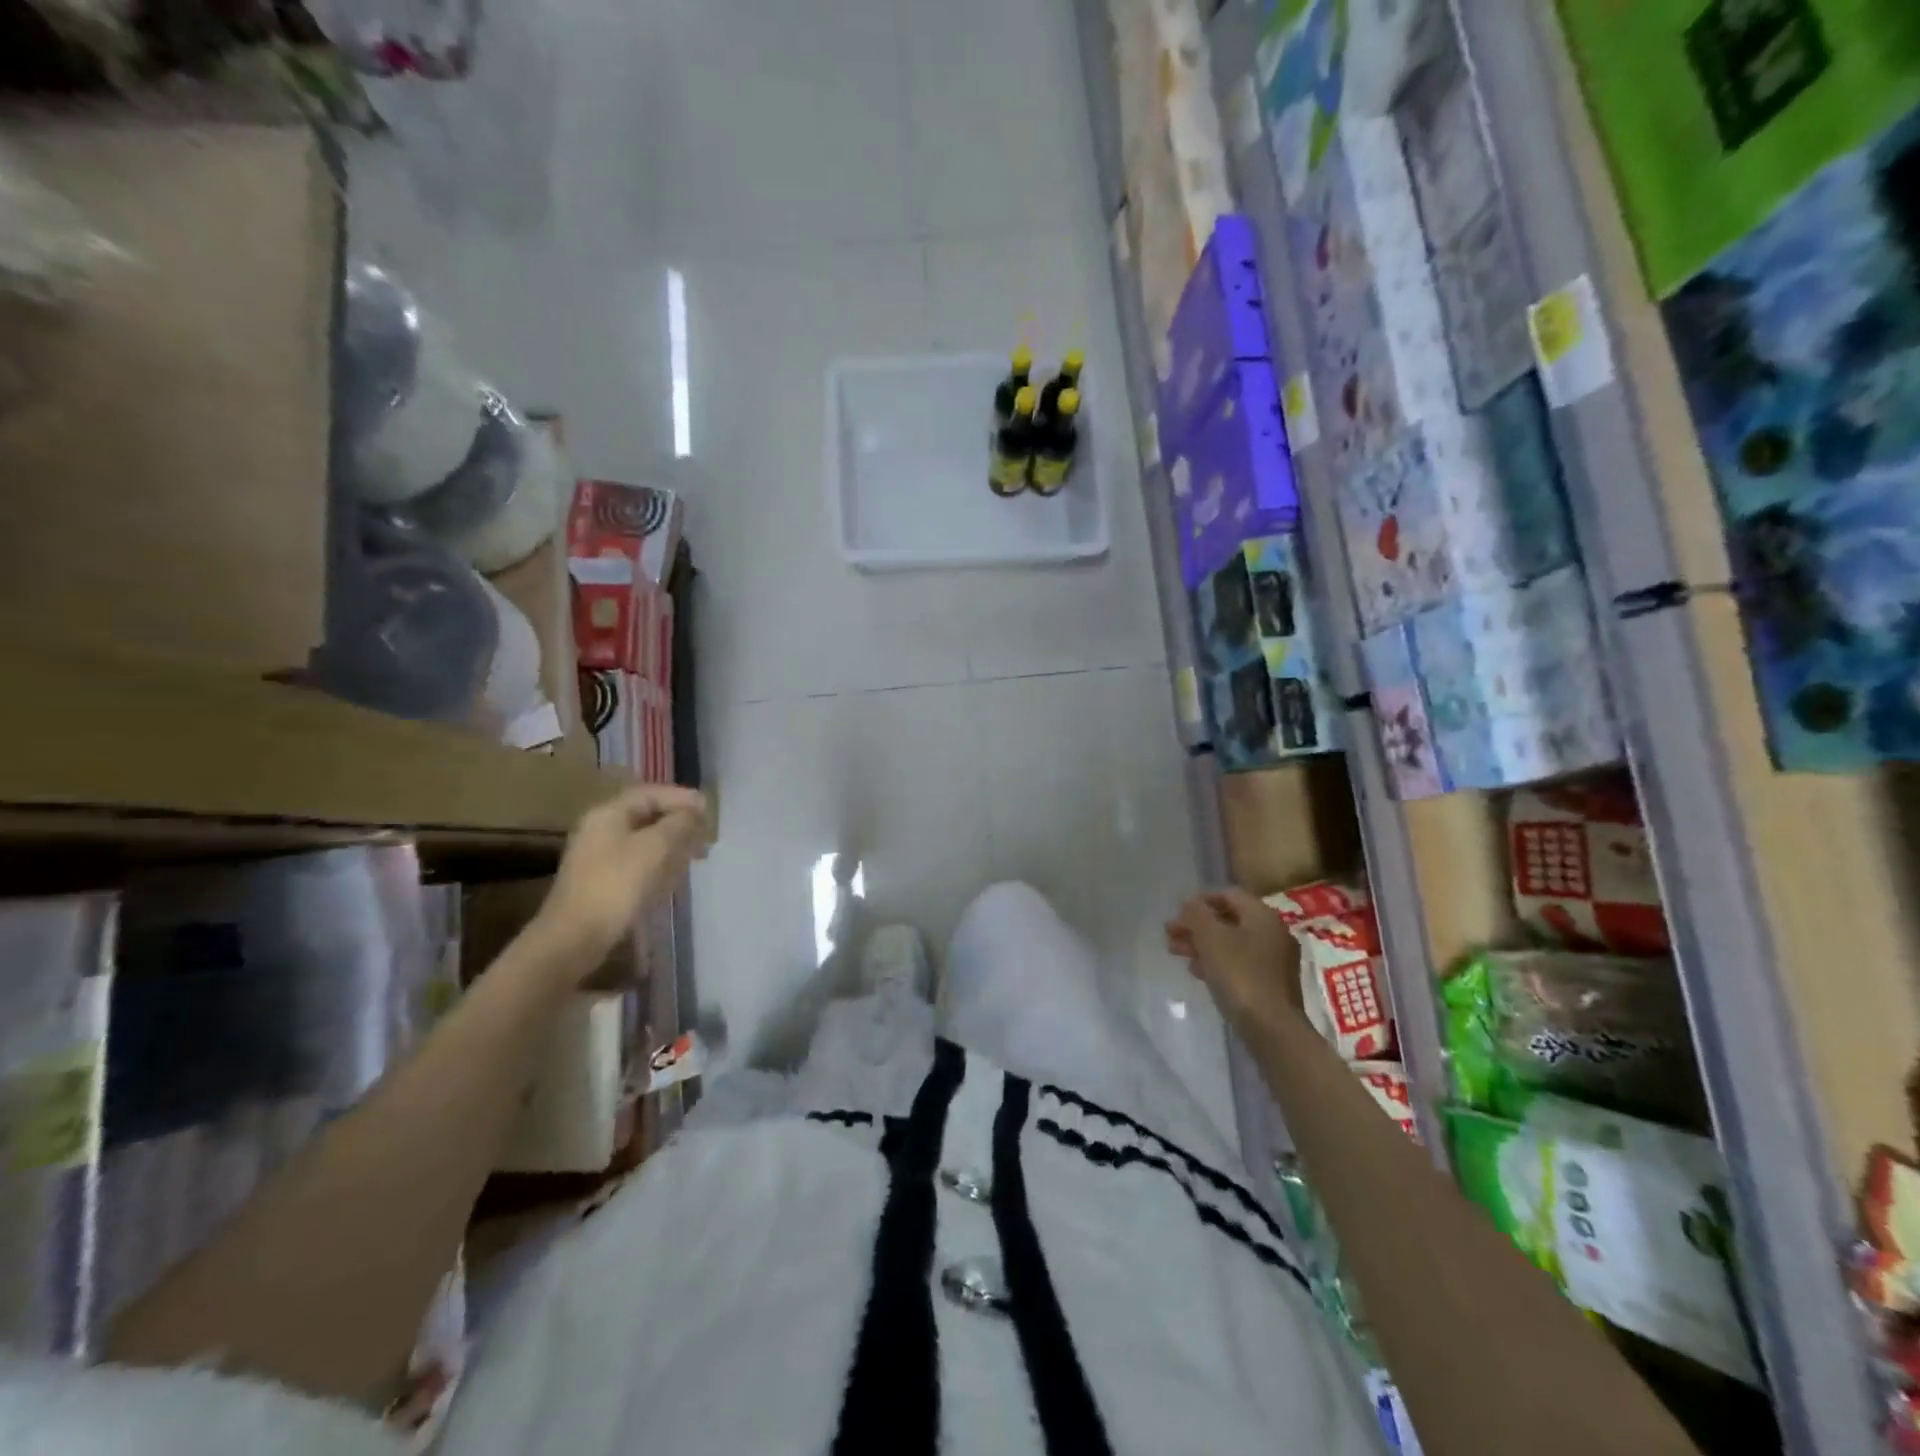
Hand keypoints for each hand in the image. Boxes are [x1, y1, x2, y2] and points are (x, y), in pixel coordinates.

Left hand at [533, 785, 711, 975]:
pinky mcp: (603, 881)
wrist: (576, 937)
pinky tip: (674, 878)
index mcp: (609, 814)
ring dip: (672, 845)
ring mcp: (599, 857)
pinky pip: (637, 862)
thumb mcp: (655, 847)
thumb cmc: (617, 884)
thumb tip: (695, 810)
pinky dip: (659, 864)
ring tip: (696, 856)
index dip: (681, 798)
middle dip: (679, 823)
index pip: (650, 794)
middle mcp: (601, 830)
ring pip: (644, 841)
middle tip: (705, 835)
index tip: (707, 809)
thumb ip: (679, 823)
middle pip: (647, 816)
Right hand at [1165, 887, 1301, 1032]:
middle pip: (1229, 919)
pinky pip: (1239, 963)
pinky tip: (1198, 972)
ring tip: (1177, 954)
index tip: (1177, 915)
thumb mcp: (1210, 938)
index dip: (1199, 901)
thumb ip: (1196, 914)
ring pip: (1232, 942)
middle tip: (1170, 935)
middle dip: (1197, 925)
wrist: (1272, 1028)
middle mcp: (1273, 932)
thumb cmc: (1240, 974)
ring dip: (1203, 944)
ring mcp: (1274, 960)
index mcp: (1262, 915)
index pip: (1228, 894)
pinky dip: (1217, 962)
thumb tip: (1190, 905)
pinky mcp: (1271, 984)